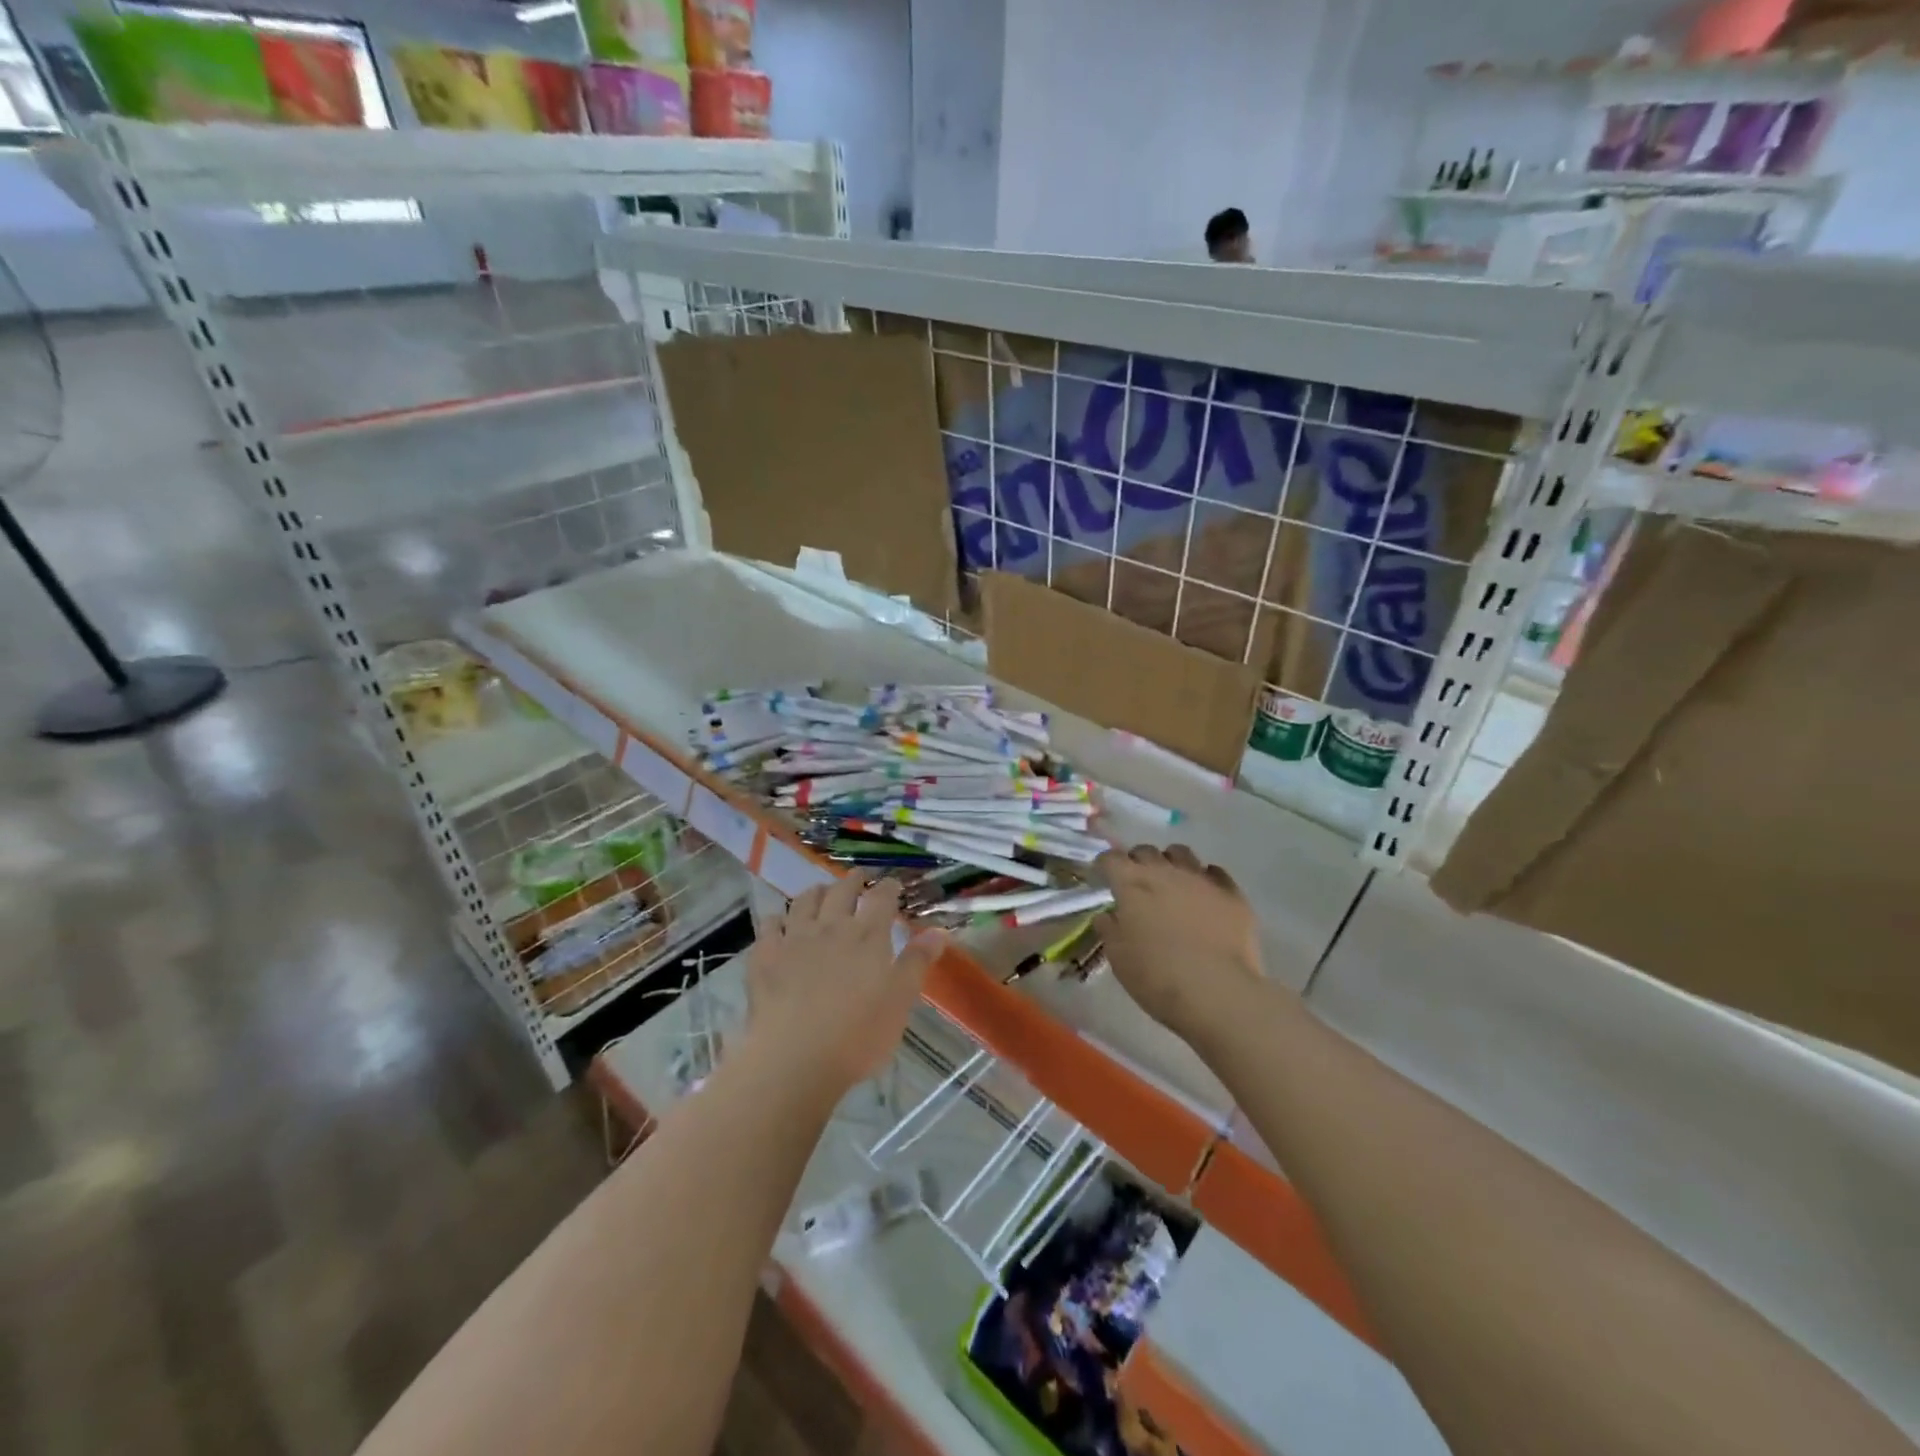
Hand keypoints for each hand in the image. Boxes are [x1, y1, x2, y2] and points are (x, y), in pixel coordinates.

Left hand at [743, 876, 943, 1093]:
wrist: (795, 1058)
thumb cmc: (858, 1034)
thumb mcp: (900, 1000)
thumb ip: (917, 962)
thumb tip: (939, 931)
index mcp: (867, 935)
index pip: (882, 898)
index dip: (889, 887)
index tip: (893, 884)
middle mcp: (831, 926)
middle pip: (842, 891)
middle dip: (853, 881)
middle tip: (859, 878)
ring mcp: (794, 938)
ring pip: (804, 901)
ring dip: (815, 892)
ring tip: (820, 891)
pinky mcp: (765, 956)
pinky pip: (770, 925)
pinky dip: (777, 919)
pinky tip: (779, 924)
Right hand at [1093, 844, 1264, 1045]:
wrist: (1218, 992)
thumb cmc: (1157, 976)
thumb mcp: (1118, 957)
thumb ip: (1109, 929)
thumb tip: (1107, 915)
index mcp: (1132, 883)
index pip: (1111, 858)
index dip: (1104, 865)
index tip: (1103, 877)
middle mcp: (1165, 871)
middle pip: (1146, 851)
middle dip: (1137, 862)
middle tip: (1136, 884)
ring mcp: (1201, 879)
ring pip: (1181, 854)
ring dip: (1171, 863)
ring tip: (1171, 884)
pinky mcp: (1231, 894)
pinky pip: (1215, 873)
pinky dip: (1205, 879)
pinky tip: (1204, 896)